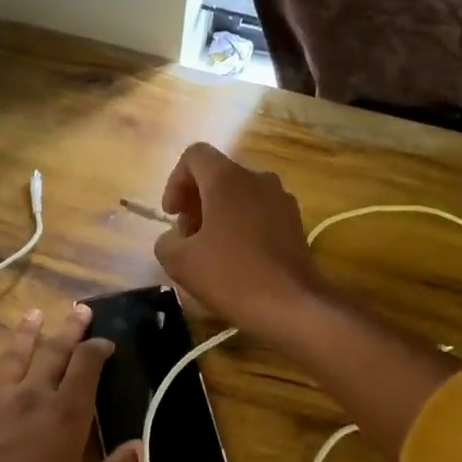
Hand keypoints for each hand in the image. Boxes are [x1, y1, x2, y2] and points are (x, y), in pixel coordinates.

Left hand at [0, 304, 141, 461]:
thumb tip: (139, 446)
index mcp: (66, 416)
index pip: (86, 367)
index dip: (98, 349)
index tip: (105, 341)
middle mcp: (32, 397)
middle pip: (53, 353)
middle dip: (69, 330)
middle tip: (79, 309)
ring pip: (13, 356)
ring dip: (26, 333)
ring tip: (34, 313)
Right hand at [153, 143, 327, 339]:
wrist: (292, 305)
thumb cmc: (231, 275)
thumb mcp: (180, 262)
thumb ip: (166, 241)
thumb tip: (175, 238)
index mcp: (227, 179)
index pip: (195, 156)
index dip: (175, 181)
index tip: (172, 215)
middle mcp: (258, 179)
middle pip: (218, 175)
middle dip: (196, 201)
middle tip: (187, 237)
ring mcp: (281, 200)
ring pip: (240, 194)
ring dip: (219, 214)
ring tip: (210, 250)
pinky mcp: (295, 223)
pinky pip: (259, 212)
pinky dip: (242, 226)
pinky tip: (237, 260)